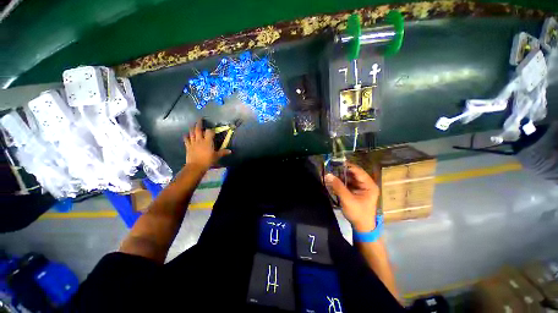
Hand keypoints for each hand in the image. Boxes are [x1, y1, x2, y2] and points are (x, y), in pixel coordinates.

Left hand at [184, 120, 230, 171]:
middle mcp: (200, 140)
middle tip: (200, 119)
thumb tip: (230, 151)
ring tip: (193, 125)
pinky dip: (186, 136)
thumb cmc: (208, 160)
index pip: (209, 132)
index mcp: (208, 141)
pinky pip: (186, 139)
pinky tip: (186, 134)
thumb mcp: (217, 156)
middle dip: (199, 124)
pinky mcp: (188, 146)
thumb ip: (223, 152)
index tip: (212, 129)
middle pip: (198, 130)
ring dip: (192, 128)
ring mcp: (193, 142)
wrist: (196, 166)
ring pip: (192, 133)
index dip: (211, 130)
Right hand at [325, 162, 378, 232]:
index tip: (336, 162)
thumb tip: (328, 174)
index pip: (358, 171)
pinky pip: (349, 183)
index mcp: (369, 185)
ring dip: (341, 175)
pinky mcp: (357, 191)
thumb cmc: (358, 213)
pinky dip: (342, 181)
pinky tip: (334, 180)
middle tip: (331, 167)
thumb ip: (338, 186)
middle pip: (354, 173)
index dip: (347, 166)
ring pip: (350, 178)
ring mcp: (362, 188)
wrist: (362, 227)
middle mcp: (367, 184)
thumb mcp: (347, 200)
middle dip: (342, 170)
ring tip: (331, 172)